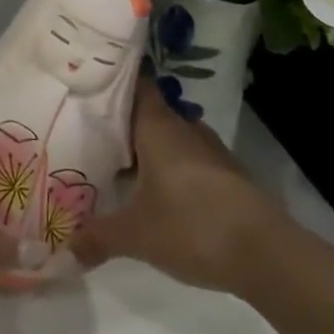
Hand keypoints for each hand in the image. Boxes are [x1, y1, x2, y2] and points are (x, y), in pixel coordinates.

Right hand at [69, 76, 282, 293]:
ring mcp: (211, 151)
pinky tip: (157, 192)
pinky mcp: (228, 176)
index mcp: (158, 126)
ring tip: (119, 162)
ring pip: (171, 137)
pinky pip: (189, 160)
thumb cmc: (191, 226)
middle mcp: (185, 128)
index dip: (114, 79)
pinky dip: (171, 168)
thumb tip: (66, 249)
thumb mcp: (135, 235)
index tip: (89, 80)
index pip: (136, 84)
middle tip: (91, 131)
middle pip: (150, 112)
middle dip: (124, 121)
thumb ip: (98, 236)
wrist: (267, 255)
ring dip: (149, 147)